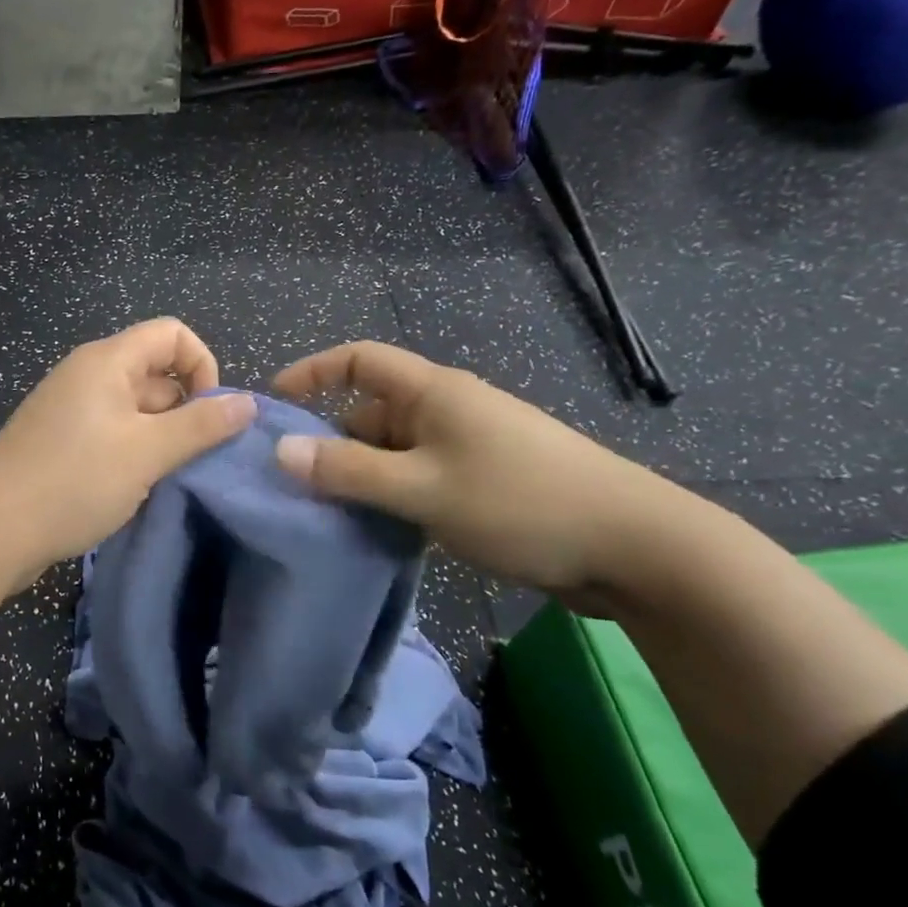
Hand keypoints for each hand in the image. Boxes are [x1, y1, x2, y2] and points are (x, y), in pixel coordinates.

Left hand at [0, 319, 256, 585]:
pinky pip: (113, 433)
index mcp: (107, 361)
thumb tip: (248, 403)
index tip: (209, 415)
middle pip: (156, 372)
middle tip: (193, 459)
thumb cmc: (74, 481)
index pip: (172, 334)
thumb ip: (201, 425)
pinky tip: (134, 488)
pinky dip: (133, 453)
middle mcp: (88, 375)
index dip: (202, 366)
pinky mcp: (61, 441)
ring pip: (136, 409)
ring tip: (164, 478)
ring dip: (160, 438)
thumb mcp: (147, 452)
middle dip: (185, 410)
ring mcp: (71, 409)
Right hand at [272, 342, 673, 602]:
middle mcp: (448, 410)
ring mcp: (468, 447)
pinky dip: (394, 499)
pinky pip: (420, 480)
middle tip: (295, 486)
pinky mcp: (484, 483)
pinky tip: (380, 534)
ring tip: (329, 517)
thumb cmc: (519, 501)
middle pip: (371, 413)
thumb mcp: (421, 487)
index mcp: (433, 392)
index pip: (359, 360)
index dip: (313, 372)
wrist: (633, 546)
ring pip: (395, 453)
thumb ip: (348, 471)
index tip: (274, 403)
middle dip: (332, 443)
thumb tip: (281, 452)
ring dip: (363, 479)